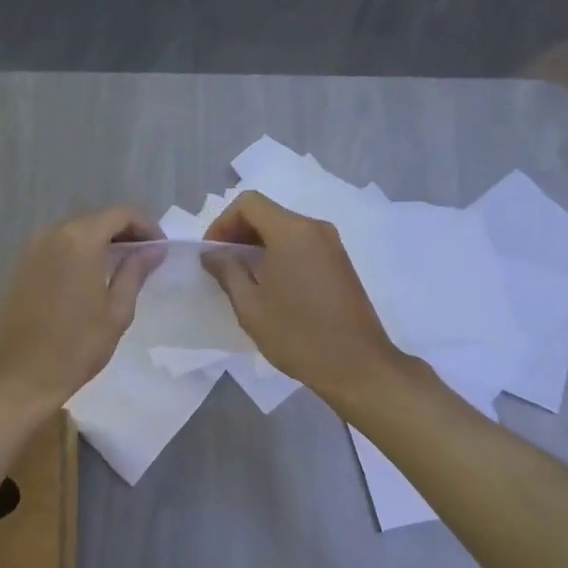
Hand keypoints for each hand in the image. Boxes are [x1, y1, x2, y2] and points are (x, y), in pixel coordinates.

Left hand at [0, 207, 163, 409]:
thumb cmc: (77, 346)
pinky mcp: (20, 265)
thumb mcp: (117, 311)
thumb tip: (154, 250)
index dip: (146, 226)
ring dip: (99, 242)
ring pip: (74, 231)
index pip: (121, 214)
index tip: (159, 250)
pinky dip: (77, 252)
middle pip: (96, 218)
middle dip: (123, 232)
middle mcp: (53, 233)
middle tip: (143, 259)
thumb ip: (135, 272)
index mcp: (80, 240)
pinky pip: (56, 246)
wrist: (22, 374)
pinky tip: (89, 278)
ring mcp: (32, 248)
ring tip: (119, 269)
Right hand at [203, 191, 404, 404]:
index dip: (222, 223)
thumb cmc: (297, 335)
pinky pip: (302, 244)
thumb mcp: (250, 306)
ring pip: (285, 229)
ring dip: (259, 245)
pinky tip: (272, 287)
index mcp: (291, 232)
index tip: (212, 254)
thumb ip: (227, 272)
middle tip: (223, 267)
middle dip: (239, 233)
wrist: (356, 364)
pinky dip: (280, 254)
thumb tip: (212, 253)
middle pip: (268, 213)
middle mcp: (315, 228)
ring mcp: (332, 244)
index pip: (248, 202)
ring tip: (244, 279)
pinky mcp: (340, 262)